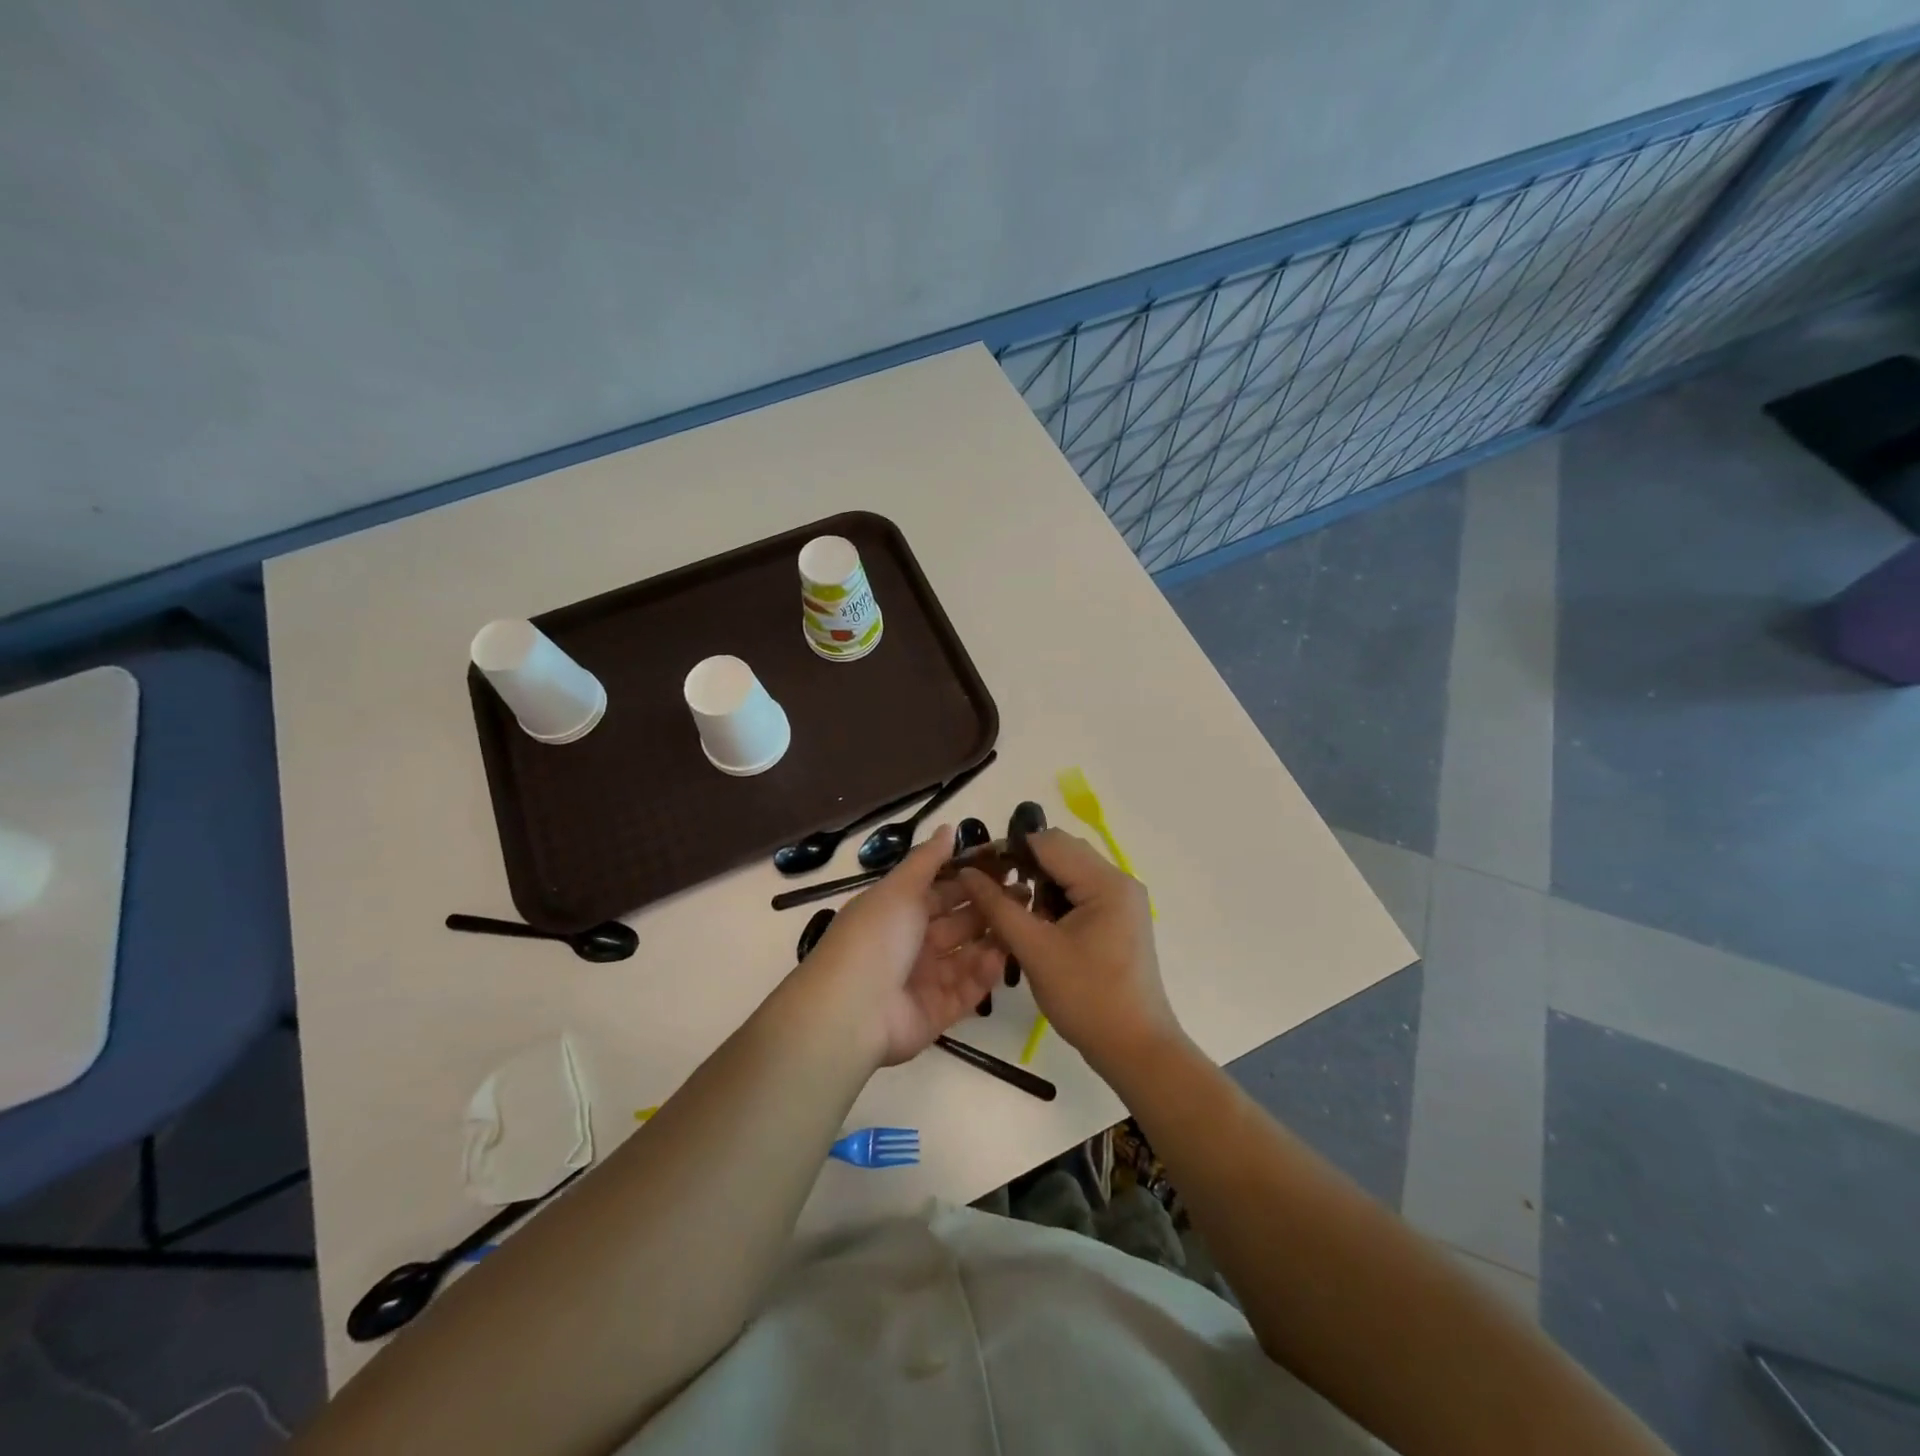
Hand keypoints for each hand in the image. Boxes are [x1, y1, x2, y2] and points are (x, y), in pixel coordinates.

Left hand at [799, 826, 1006, 1066]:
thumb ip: (927, 860)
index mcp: (897, 912)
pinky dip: (983, 973)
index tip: (1006, 864)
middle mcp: (911, 944)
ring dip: (992, 939)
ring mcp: (924, 980)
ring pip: (966, 955)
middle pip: (957, 923)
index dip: (970, 878)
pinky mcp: (937, 1012)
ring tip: (1024, 920)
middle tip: (1026, 891)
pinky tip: (1003, 956)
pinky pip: (966, 989)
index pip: (940, 891)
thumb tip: (948, 827)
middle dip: (988, 907)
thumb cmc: (876, 936)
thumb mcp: (900, 888)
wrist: (852, 1010)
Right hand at [960, 829, 1178, 1074]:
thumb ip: (999, 907)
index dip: (1010, 849)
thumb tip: (968, 873)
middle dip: (1024, 866)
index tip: (978, 868)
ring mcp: (1122, 901)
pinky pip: (1080, 893)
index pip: (1049, 842)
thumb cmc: (1087, 998)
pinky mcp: (1119, 919)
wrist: (1136, 1049)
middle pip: (1062, 852)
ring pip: (1070, 872)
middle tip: (991, 891)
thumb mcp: (1035, 950)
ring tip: (1013, 913)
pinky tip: (1037, 925)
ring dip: (1039, 884)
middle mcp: (1119, 881)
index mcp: (1105, 882)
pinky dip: (1055, 901)